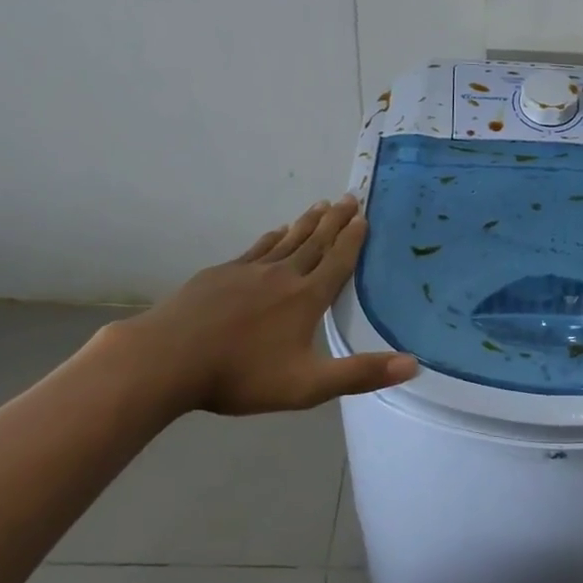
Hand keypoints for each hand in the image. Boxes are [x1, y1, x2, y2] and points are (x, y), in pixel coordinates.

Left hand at [103, 195, 417, 417]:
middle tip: (350, 197)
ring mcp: (249, 271)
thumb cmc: (241, 375)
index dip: (353, 239)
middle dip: (335, 220)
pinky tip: (275, 232)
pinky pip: (256, 248)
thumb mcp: (308, 385)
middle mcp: (283, 275)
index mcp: (307, 298)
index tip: (364, 216)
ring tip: (320, 205)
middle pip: (315, 242)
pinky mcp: (221, 274)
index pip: (338, 262)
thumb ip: (360, 374)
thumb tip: (414, 364)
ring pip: (287, 240)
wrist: (168, 359)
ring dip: (307, 223)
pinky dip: (272, 237)